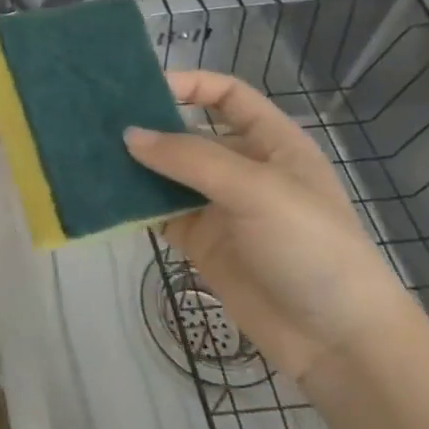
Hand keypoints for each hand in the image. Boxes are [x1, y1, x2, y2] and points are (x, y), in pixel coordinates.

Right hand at [123, 70, 416, 381]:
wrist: (338, 343)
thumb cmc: (311, 247)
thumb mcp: (257, 190)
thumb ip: (190, 158)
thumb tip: (128, 135)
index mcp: (271, 143)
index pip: (227, 96)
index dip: (189, 85)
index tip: (142, 88)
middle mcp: (242, 168)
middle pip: (189, 132)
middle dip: (150, 125)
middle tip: (99, 120)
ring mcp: (219, 207)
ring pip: (168, 173)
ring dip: (135, 164)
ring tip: (90, 152)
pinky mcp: (200, 242)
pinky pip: (159, 212)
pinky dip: (133, 202)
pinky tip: (102, 193)